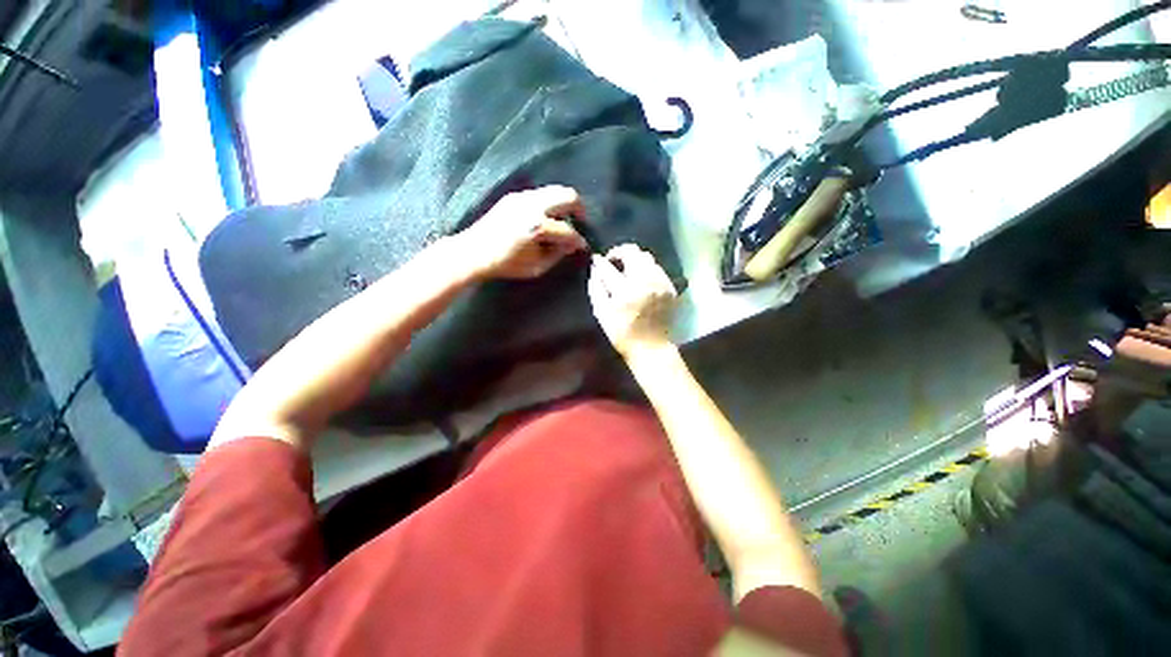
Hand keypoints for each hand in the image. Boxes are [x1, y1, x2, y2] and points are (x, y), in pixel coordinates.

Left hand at [458, 186, 588, 280]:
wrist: (473, 252)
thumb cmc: (506, 264)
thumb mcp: (537, 267)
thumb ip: (558, 254)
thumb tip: (573, 245)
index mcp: (537, 227)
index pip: (568, 230)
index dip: (578, 240)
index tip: (582, 246)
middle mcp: (532, 206)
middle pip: (568, 196)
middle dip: (579, 210)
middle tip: (579, 223)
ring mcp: (522, 197)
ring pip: (555, 191)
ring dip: (564, 205)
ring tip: (564, 221)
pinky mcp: (514, 196)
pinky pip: (541, 194)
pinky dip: (550, 203)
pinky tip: (546, 218)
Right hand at [587, 244, 677, 358]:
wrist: (651, 348)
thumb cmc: (622, 333)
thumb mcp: (602, 314)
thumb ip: (596, 289)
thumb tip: (594, 270)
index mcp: (625, 291)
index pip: (609, 267)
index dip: (600, 261)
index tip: (597, 260)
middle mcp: (645, 282)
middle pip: (633, 252)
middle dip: (619, 252)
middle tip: (613, 261)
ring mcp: (660, 283)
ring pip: (647, 257)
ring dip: (634, 260)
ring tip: (627, 270)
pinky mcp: (670, 288)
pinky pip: (658, 269)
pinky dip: (647, 270)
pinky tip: (641, 280)